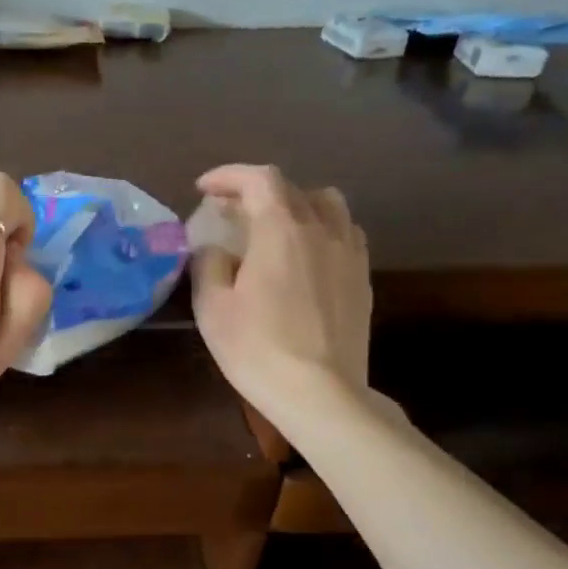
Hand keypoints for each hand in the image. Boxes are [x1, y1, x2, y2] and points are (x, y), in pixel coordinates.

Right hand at [190, 163, 371, 413]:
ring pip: (328, 206)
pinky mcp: (362, 279)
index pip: (259, 179)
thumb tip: (215, 248)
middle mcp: (322, 230)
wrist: (319, 393)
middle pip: (293, 189)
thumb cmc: (257, 348)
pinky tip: (307, 255)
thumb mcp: (213, 307)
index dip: (229, 176)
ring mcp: (349, 253)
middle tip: (230, 211)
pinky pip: (346, 234)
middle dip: (256, 191)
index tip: (204, 188)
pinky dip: (321, 230)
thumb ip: (209, 264)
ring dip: (296, 204)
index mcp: (282, 229)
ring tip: (275, 227)